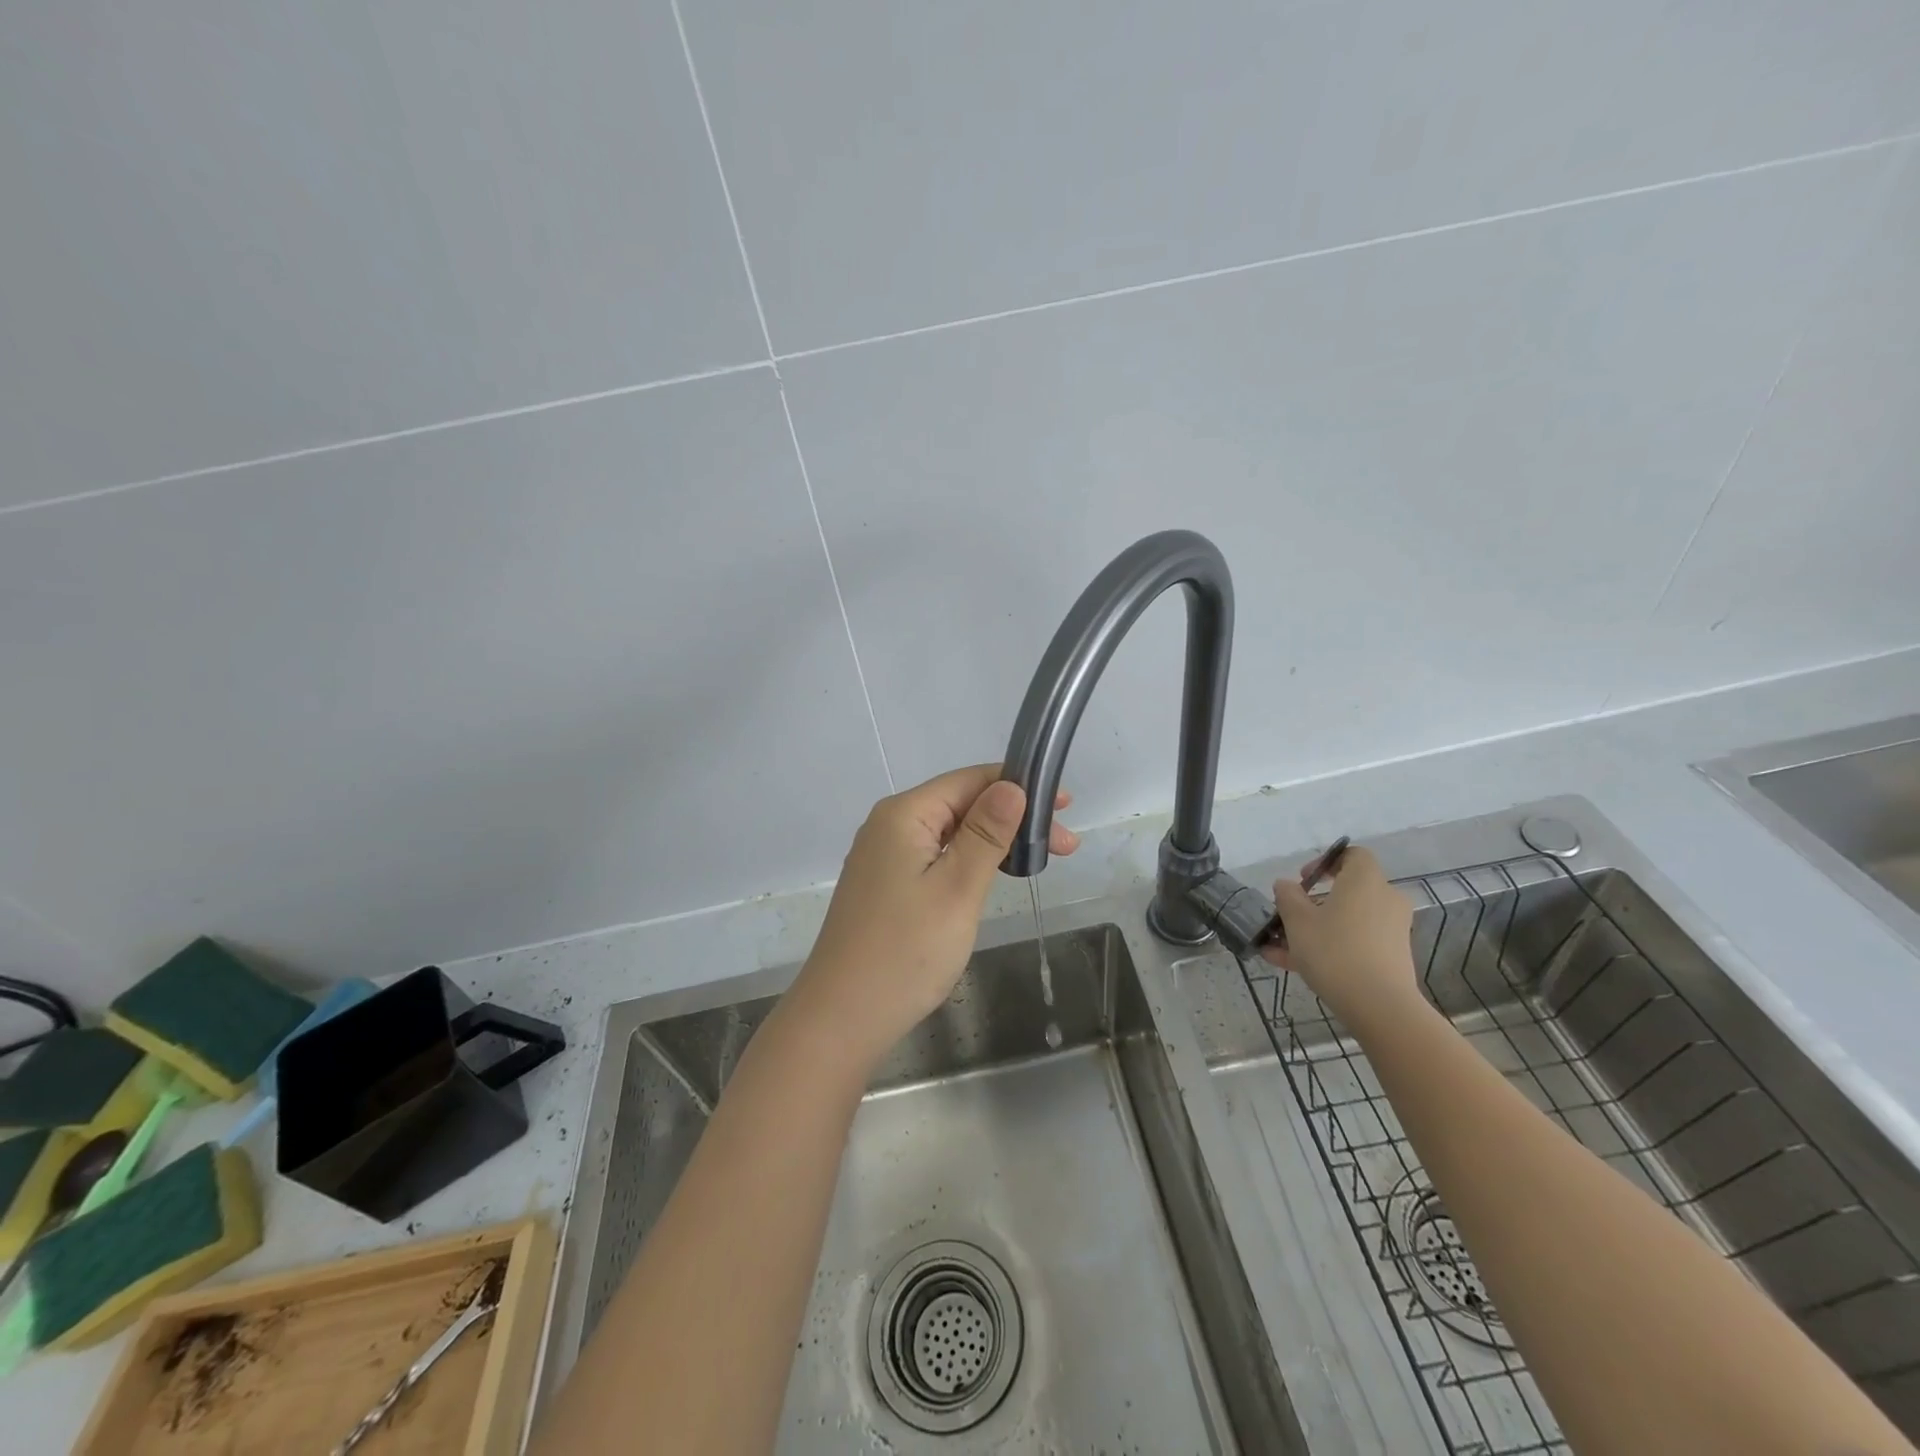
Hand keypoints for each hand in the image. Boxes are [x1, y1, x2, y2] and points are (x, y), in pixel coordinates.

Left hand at [787, 765, 1078, 1068]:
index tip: (1065, 805)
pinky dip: (969, 862)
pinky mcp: (885, 886)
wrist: (841, 1018)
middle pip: (960, 804)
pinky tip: (992, 877)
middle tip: (1065, 846)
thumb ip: (986, 834)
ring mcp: (883, 858)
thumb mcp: (957, 888)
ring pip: (949, 833)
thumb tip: (1012, 786)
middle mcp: (889, 826)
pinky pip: (935, 857)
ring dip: (994, 842)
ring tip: (1038, 861)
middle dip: (1012, 817)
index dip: (1018, 785)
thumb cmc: (906, 951)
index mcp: (903, 814)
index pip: (969, 780)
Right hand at [1261, 845, 1419, 1029]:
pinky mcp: (1391, 957)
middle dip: (1313, 903)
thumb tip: (1285, 885)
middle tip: (1288, 916)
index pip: (1353, 855)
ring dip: (1314, 929)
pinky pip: (1354, 942)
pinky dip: (1329, 947)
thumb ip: (1287, 897)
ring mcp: (1391, 930)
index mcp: (1365, 881)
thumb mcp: (1297, 921)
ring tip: (1278, 949)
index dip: (1326, 861)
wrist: (1380, 1006)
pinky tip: (1292, 966)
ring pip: (1346, 921)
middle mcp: (1384, 899)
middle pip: (1347, 891)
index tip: (1303, 879)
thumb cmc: (1335, 951)